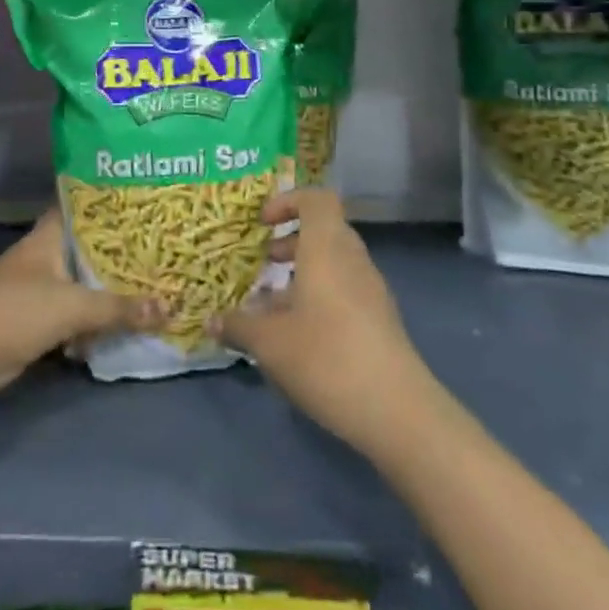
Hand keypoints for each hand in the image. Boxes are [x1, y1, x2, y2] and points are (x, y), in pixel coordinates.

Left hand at [0, 209, 164, 398]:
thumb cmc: (13, 311)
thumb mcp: (71, 306)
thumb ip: (119, 307)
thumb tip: (170, 305)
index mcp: (51, 236)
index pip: (86, 206)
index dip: (114, 201)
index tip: (147, 199)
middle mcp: (48, 255)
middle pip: (92, 247)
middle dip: (124, 250)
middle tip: (167, 246)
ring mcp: (43, 288)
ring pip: (87, 282)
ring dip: (115, 288)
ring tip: (160, 281)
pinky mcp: (40, 320)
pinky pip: (79, 314)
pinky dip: (99, 319)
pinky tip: (129, 321)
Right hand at [208, 189, 433, 453]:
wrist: (396, 410)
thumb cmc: (326, 357)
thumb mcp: (269, 343)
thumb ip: (239, 326)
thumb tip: (212, 320)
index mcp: (327, 248)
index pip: (316, 199)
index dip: (288, 201)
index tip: (262, 223)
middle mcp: (352, 259)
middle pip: (325, 230)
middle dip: (291, 241)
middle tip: (264, 261)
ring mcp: (371, 290)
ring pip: (334, 263)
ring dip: (303, 272)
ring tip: (273, 303)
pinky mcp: (379, 320)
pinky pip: (344, 289)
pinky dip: (319, 296)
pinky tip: (297, 334)